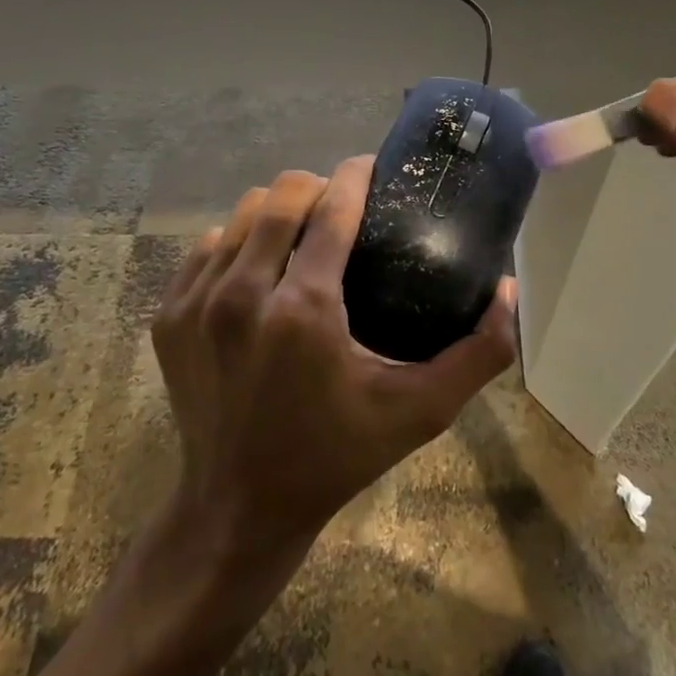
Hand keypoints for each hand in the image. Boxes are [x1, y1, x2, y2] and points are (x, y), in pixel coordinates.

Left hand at [152, 157, 516, 566]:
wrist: (236, 508)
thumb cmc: (335, 455)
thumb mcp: (419, 412)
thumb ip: (477, 353)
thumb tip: (507, 289)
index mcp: (304, 311)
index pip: (332, 208)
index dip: (357, 175)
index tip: (373, 167)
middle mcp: (242, 295)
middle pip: (282, 194)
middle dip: (318, 186)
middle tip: (342, 208)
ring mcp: (196, 303)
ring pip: (241, 214)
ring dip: (276, 212)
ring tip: (302, 234)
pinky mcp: (168, 316)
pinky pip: (207, 247)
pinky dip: (237, 243)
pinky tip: (259, 269)